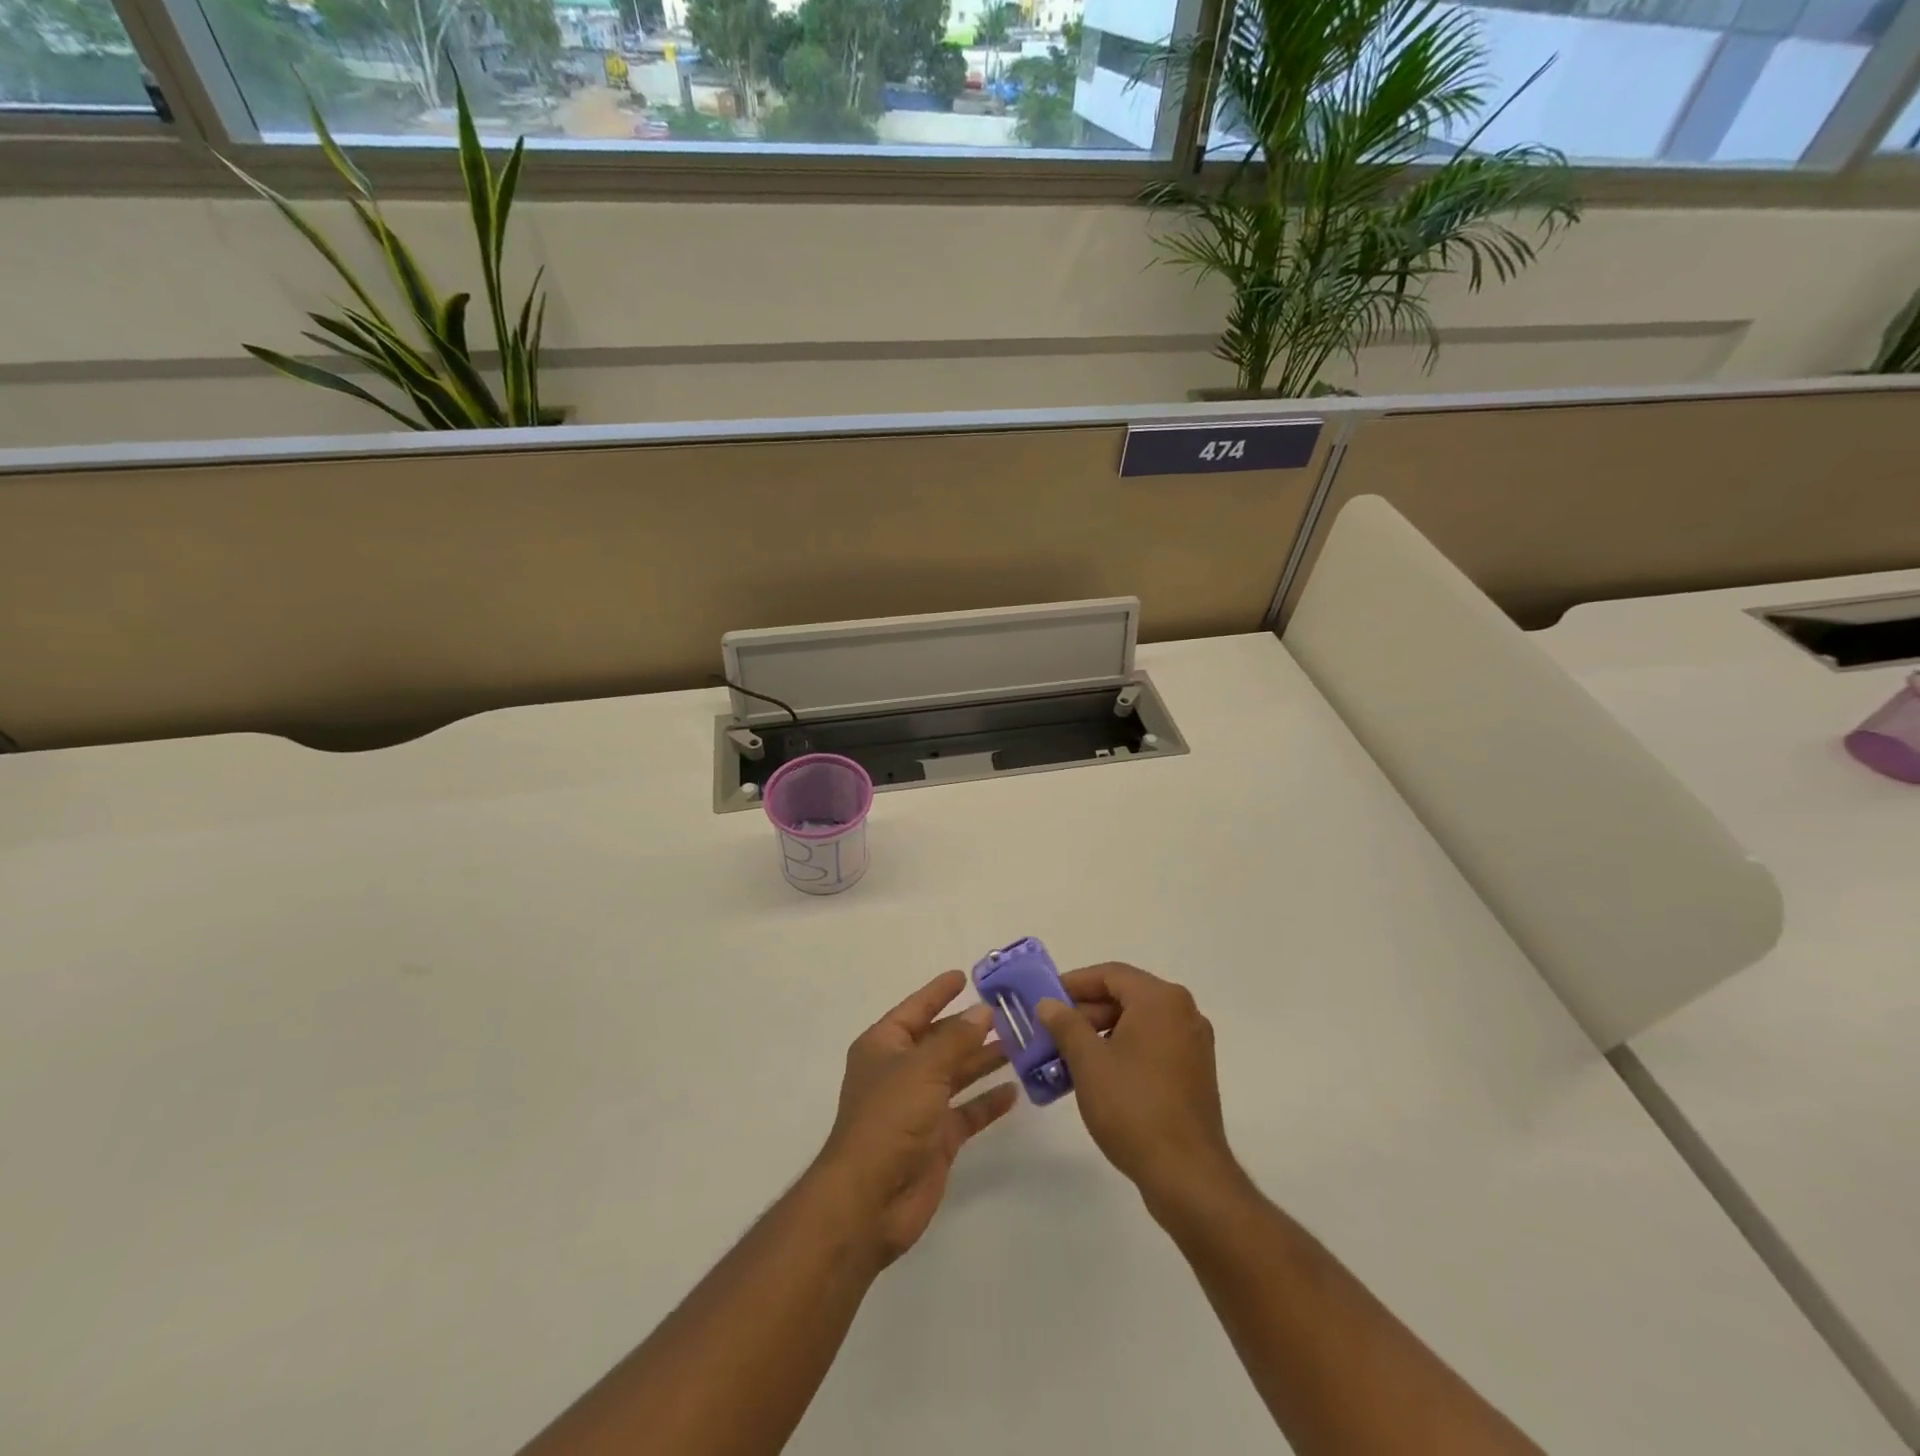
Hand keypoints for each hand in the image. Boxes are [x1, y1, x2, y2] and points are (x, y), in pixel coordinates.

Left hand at [812, 970, 1018, 1267]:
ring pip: (956, 1075)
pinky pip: (966, 1112)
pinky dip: (987, 1102)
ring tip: (1020, 1045)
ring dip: (984, 1061)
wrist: (870, 1200)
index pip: (916, 1009)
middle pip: (940, 1041)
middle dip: (970, 1028)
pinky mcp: (936, 1140)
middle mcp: (900, 1071)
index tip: (965, 976)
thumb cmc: (889, 1119)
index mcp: (885, 1046)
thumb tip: (982, 1011)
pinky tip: (1015, 1091)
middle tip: (1009, 1012)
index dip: (939, 992)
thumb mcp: (923, 1068)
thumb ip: (956, 1039)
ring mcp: (918, 1107)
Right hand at [1033, 963, 1237, 1200]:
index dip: (1074, 983)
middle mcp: (1183, 1012)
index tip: (1045, 1000)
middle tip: (1052, 1031)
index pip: (1110, 975)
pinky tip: (1097, 1075)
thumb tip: (1049, 1004)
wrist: (1187, 1175)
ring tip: (1068, 1056)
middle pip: (1125, 996)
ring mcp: (1193, 1043)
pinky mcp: (1194, 1072)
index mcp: (1161, 1000)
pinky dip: (1123, 1050)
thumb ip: (1066, 1025)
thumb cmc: (1133, 1107)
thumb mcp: (1088, 1062)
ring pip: (1138, 1022)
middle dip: (1086, 1011)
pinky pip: (1152, 1044)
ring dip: (1101, 1033)